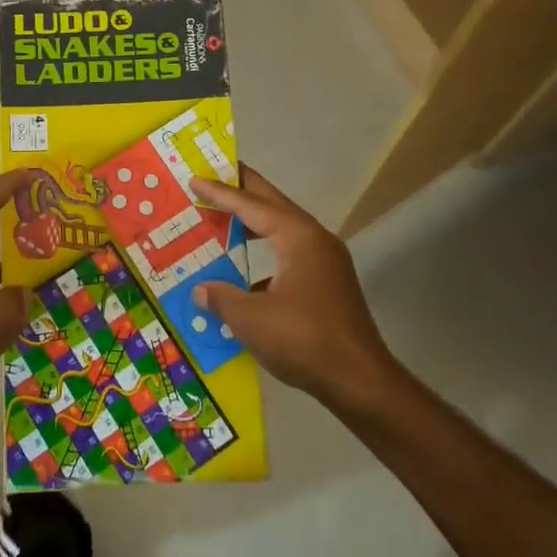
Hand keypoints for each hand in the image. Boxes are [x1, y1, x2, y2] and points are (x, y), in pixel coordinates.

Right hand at [189, 166, 394, 406]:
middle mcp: (315, 240)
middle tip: (215, 175)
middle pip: (273, 204)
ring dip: (254, 221)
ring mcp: (326, 261)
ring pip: (283, 228)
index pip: (251, 205)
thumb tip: (200, 289)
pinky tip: (245, 270)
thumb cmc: (304, 340)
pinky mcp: (328, 283)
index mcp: (297, 237)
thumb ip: (221, 297)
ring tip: (226, 215)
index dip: (220, 192)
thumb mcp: (251, 319)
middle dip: (244, 190)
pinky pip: (290, 252)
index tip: (196, 179)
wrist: (360, 381)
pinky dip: (266, 249)